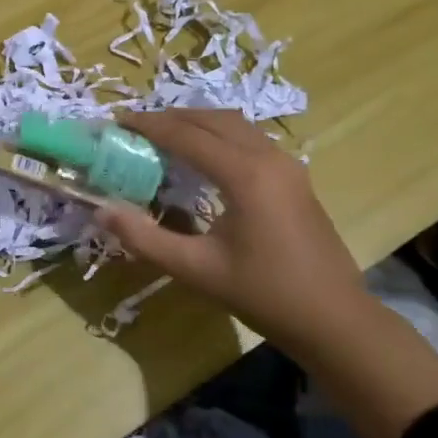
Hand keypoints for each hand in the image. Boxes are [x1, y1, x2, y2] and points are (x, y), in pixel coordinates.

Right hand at [95, 108, 366, 348]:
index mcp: (245, 175)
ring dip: (197, 122)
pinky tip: (204, 156)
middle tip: (136, 127)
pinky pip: (250, 138)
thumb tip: (102, 210)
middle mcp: (268, 157)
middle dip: (171, 117)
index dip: (149, 125)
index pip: (187, 135)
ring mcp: (287, 165)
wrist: (335, 319)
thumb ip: (145, 238)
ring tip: (165, 135)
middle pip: (212, 119)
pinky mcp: (295, 177)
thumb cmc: (264, 294)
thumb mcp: (197, 270)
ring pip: (235, 125)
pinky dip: (219, 135)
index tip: (117, 122)